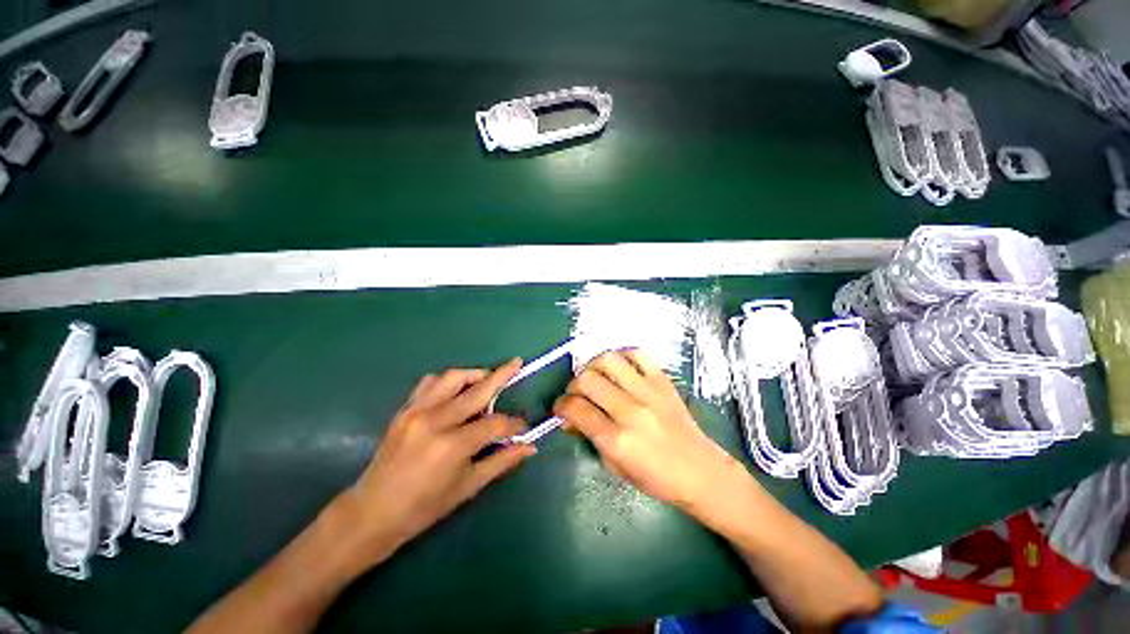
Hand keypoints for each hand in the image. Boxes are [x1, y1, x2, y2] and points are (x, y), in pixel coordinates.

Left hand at [336, 359, 535, 562]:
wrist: (372, 513)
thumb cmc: (424, 507)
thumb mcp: (468, 486)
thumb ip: (502, 461)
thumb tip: (530, 447)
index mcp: (453, 445)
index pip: (495, 424)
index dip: (514, 424)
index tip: (522, 427)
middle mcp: (436, 420)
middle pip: (478, 390)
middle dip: (502, 375)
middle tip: (517, 364)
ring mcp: (417, 411)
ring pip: (453, 377)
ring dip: (474, 375)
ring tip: (487, 381)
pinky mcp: (405, 409)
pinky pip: (430, 382)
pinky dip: (448, 381)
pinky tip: (456, 392)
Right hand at [553, 350, 749, 520]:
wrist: (700, 471)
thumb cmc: (656, 478)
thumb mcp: (615, 466)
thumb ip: (589, 437)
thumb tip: (570, 416)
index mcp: (618, 440)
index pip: (576, 410)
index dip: (560, 406)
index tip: (560, 408)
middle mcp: (631, 411)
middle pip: (587, 380)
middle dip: (572, 385)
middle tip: (576, 394)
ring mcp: (649, 392)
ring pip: (608, 360)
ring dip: (592, 366)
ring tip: (594, 376)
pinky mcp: (663, 381)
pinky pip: (637, 355)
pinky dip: (622, 356)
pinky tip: (618, 368)